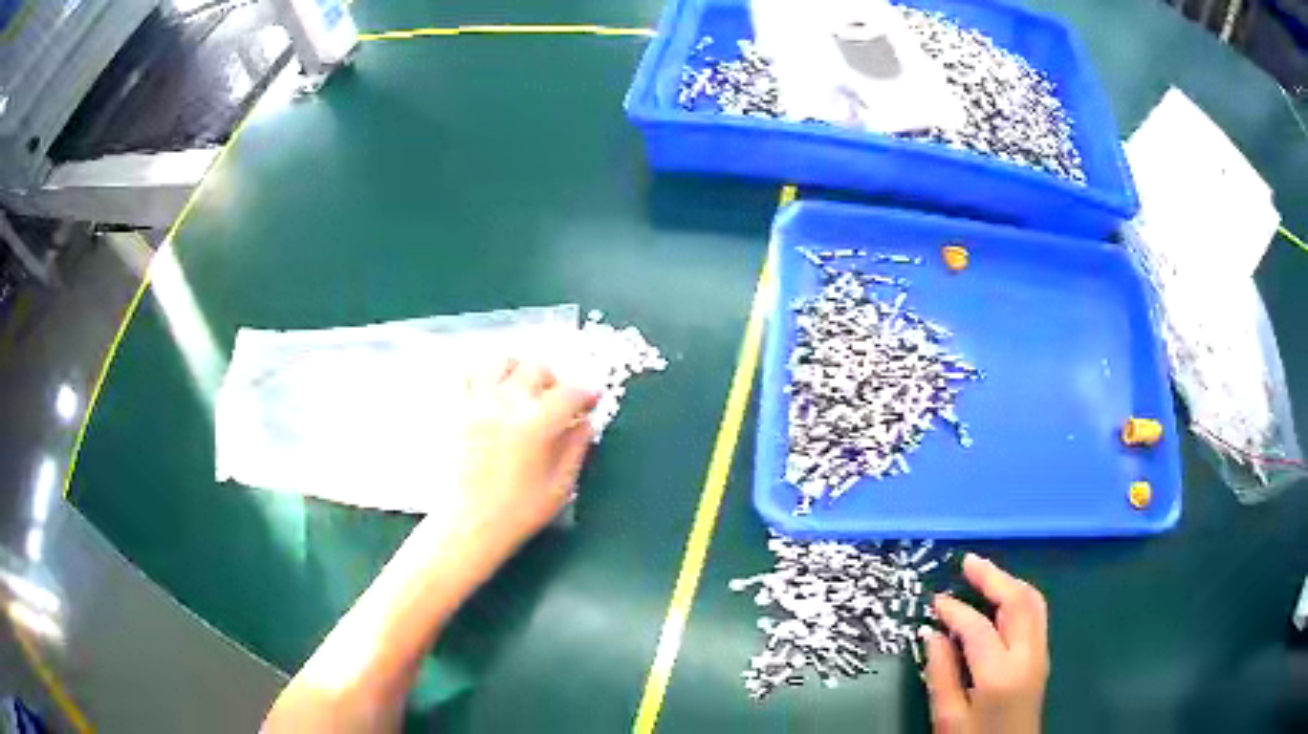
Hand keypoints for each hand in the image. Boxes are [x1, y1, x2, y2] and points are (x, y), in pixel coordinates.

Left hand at [454, 358, 597, 556]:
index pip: (570, 392)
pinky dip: (485, 375)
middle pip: (536, 367)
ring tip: (524, 390)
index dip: (587, 393)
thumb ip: (576, 448)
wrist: (468, 524)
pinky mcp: (457, 410)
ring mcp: (477, 403)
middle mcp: (506, 405)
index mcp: (536, 425)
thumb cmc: (518, 513)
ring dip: (519, 369)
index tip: (591, 402)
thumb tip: (585, 423)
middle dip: (554, 380)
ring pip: (500, 362)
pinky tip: (494, 394)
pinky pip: (469, 374)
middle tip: (558, 401)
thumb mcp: (560, 486)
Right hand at [924, 554, 1048, 733]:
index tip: (934, 601)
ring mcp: (1040, 654)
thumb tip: (933, 633)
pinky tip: (1000, 599)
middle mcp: (1028, 655)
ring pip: (1034, 602)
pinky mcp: (1043, 658)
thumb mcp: (947, 717)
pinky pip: (1036, 614)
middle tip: (967, 563)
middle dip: (994, 576)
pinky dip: (1018, 597)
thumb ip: (941, 674)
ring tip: (983, 574)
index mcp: (1000, 674)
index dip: (955, 610)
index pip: (979, 627)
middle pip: (1019, 601)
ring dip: (1009, 583)